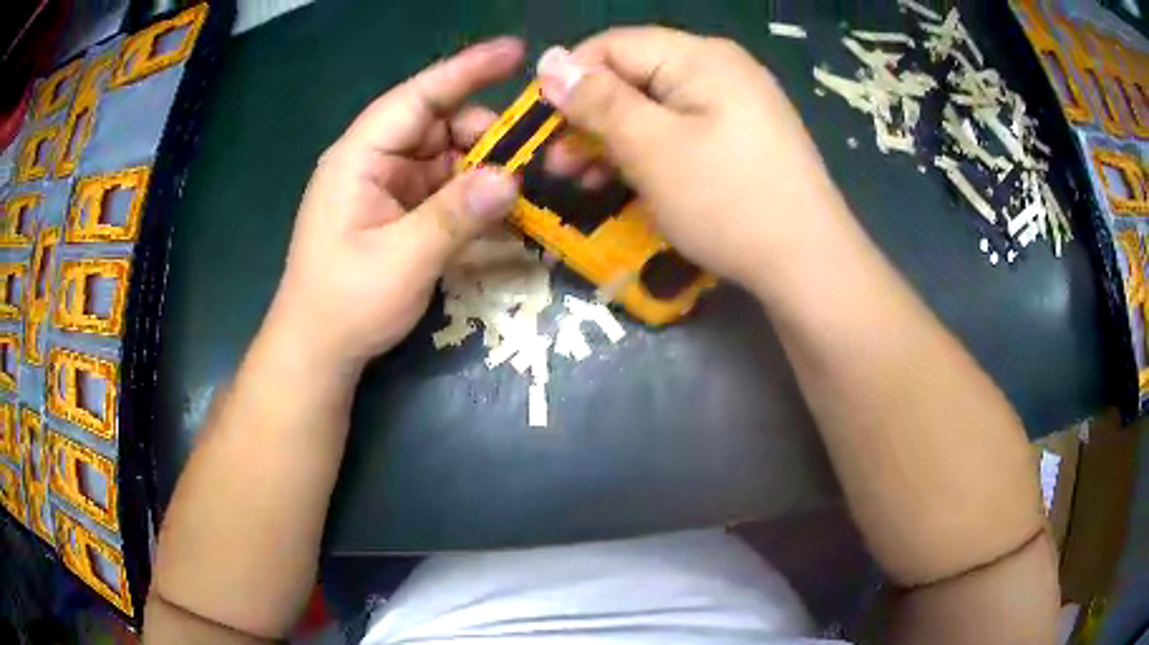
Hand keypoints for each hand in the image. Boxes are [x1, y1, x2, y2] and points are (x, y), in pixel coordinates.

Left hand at [264, 38, 523, 376]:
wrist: (319, 350)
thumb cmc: (344, 303)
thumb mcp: (401, 261)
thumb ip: (455, 216)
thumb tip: (512, 179)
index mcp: (360, 157)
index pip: (417, 97)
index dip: (465, 71)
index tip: (514, 52)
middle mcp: (376, 161)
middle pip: (440, 125)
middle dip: (487, 135)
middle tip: (533, 156)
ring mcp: (390, 187)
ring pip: (449, 158)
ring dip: (486, 169)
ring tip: (526, 188)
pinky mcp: (402, 211)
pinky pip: (447, 189)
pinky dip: (475, 196)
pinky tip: (505, 210)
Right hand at [537, 28, 849, 291]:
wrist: (808, 264)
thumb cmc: (727, 200)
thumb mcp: (651, 147)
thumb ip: (597, 100)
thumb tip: (549, 61)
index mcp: (700, 56)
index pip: (613, 45)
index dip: (569, 78)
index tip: (541, 123)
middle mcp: (720, 69)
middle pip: (634, 75)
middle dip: (589, 115)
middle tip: (557, 162)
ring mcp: (736, 105)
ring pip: (655, 107)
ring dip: (614, 138)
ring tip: (583, 179)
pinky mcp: (742, 139)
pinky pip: (682, 131)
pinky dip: (649, 152)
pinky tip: (629, 181)